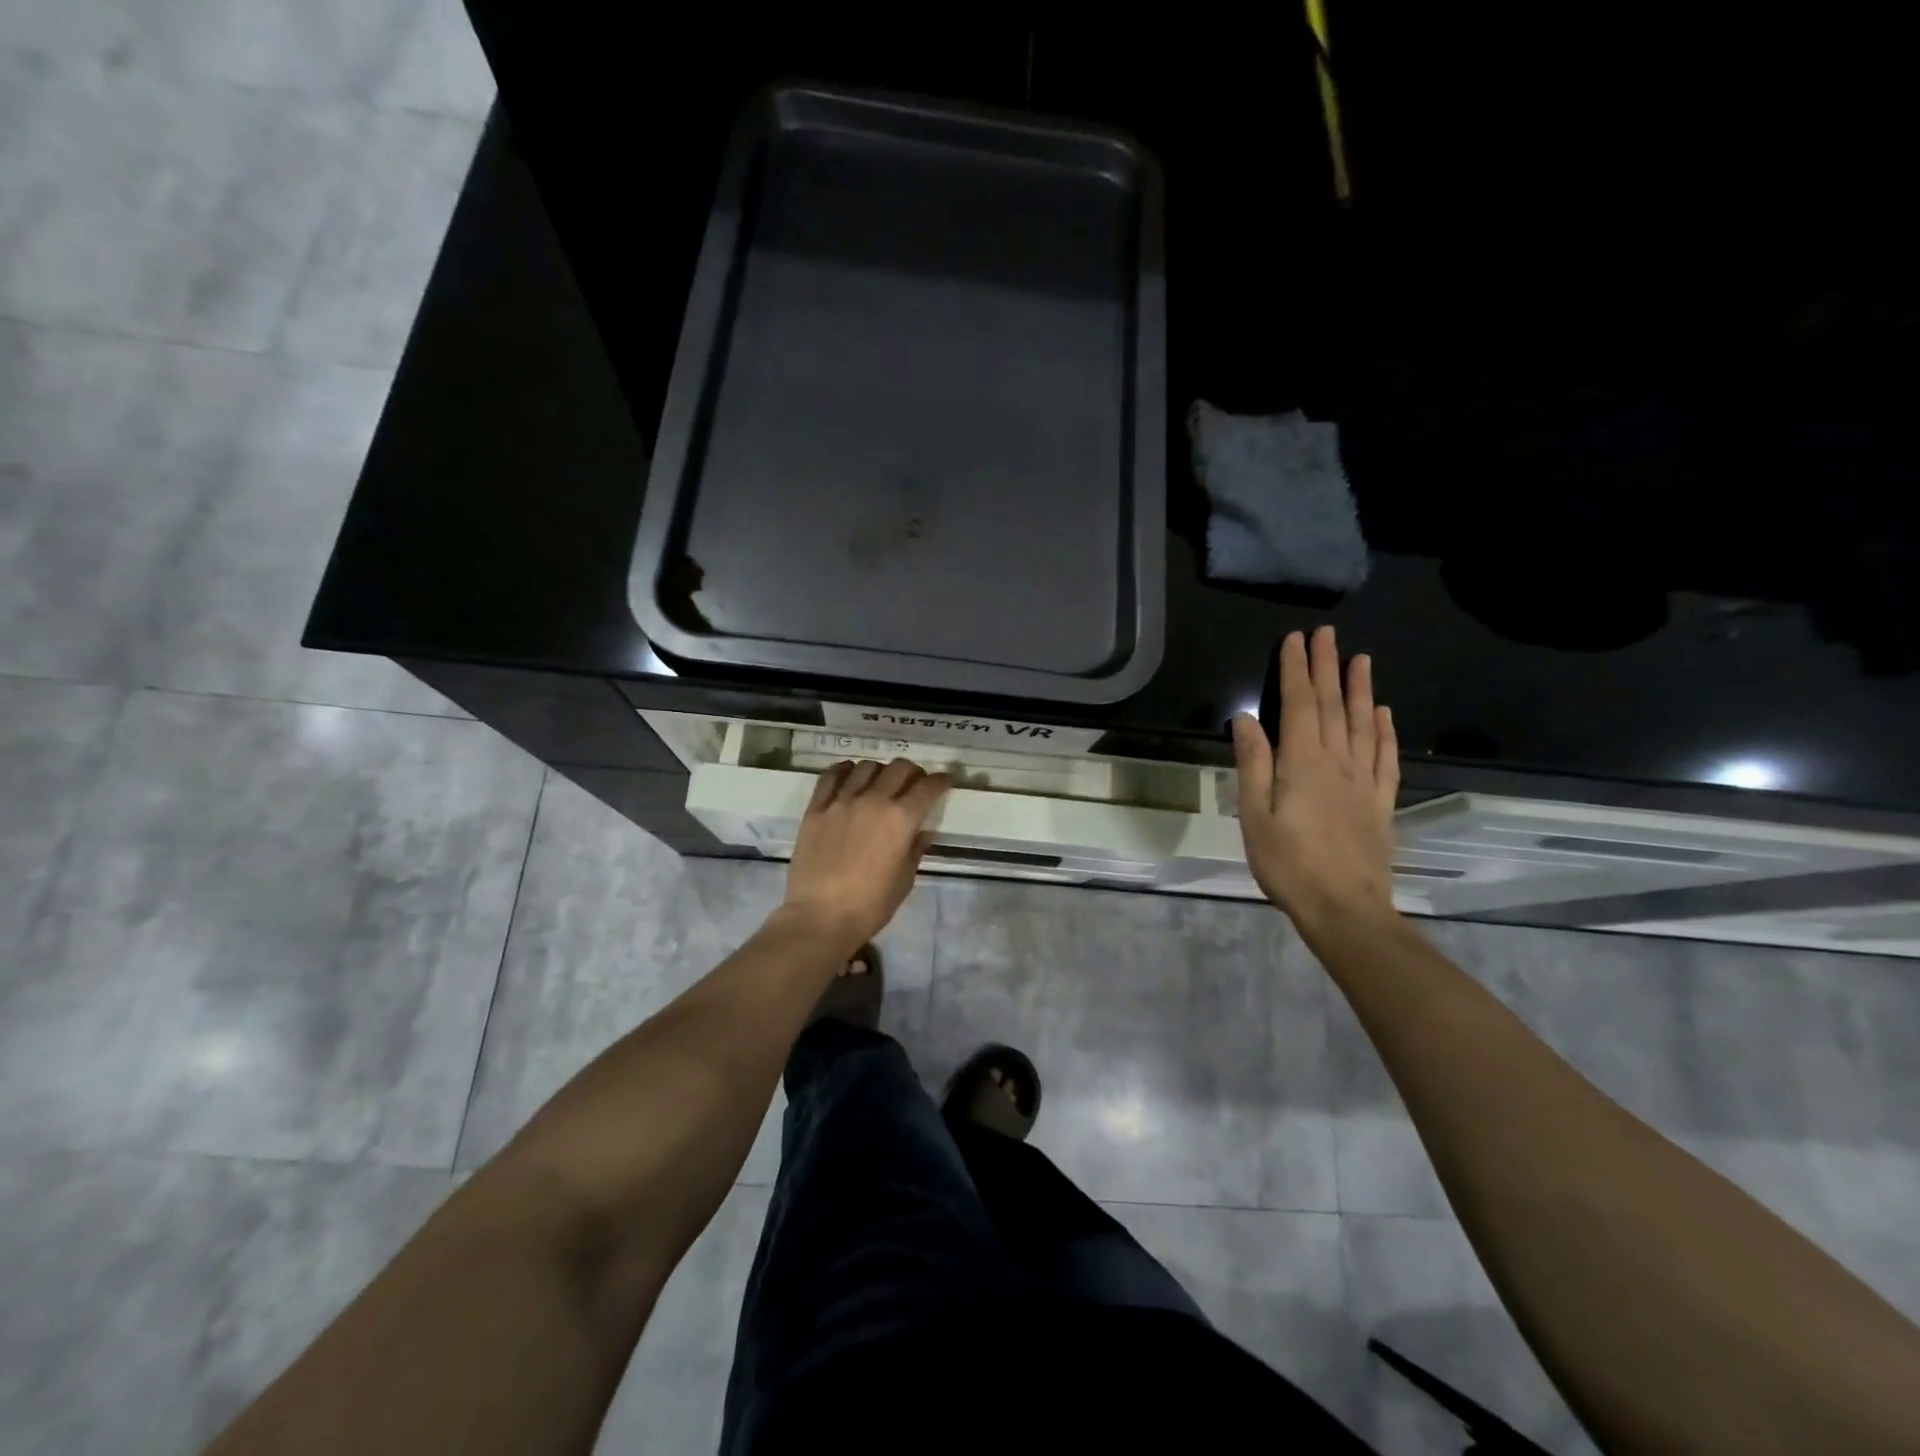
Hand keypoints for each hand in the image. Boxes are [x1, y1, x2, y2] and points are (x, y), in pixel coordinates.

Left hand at [780, 758, 949, 951]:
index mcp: (901, 819)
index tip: (944, 782)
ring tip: (879, 783)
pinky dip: (845, 771)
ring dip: (880, 771)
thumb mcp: (904, 880)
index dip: (941, 781)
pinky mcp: (816, 808)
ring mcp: (842, 801)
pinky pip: (832, 775)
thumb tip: (922, 831)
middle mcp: (873, 800)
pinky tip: (849, 777)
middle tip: (914, 784)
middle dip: (913, 772)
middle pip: (899, 768)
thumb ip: (915, 849)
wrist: (820, 917)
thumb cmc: (870, 906)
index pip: (928, 787)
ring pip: (866, 766)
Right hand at [1231, 627, 1400, 937]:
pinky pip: (1386, 757)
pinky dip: (1385, 731)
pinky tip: (1384, 714)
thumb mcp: (1255, 816)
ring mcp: (1364, 782)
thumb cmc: (1289, 865)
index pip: (1300, 705)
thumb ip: (1254, 764)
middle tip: (1327, 634)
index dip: (1297, 670)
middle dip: (1328, 667)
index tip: (1295, 639)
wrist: (1345, 909)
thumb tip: (1247, 719)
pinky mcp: (1380, 803)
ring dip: (1361, 689)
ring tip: (1361, 659)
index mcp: (1303, 764)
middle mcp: (1338, 762)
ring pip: (1364, 724)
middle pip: (1333, 706)